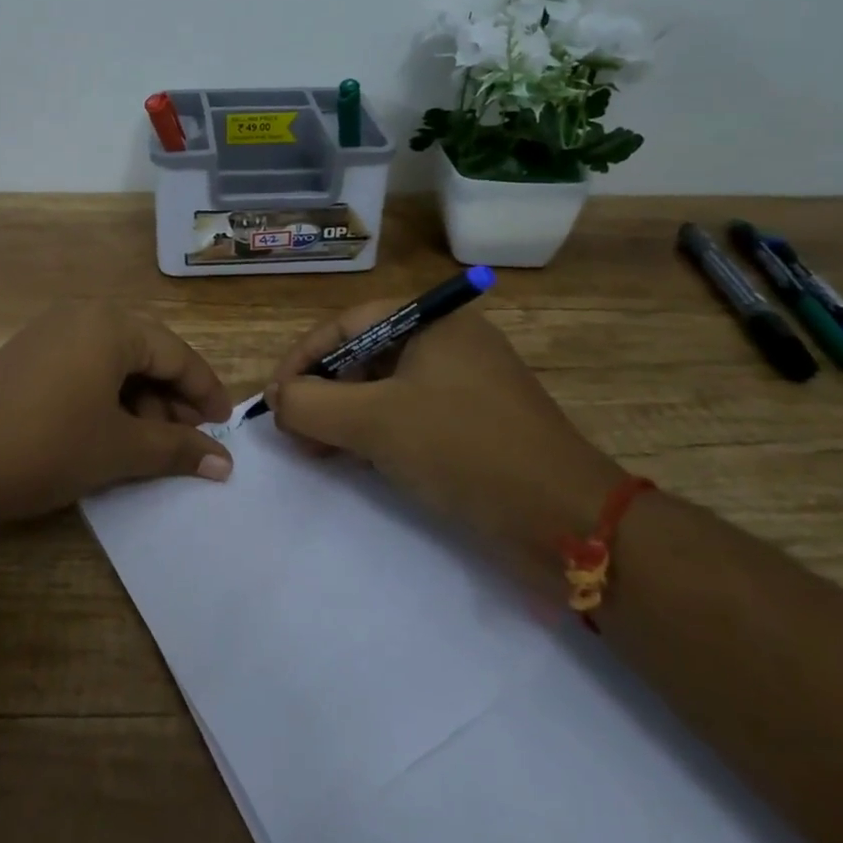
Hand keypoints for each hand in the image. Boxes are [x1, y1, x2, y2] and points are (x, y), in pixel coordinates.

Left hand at [0, 301, 234, 529]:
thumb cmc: (48, 445)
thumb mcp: (120, 449)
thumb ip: (177, 449)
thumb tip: (224, 462)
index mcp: (111, 324)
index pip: (176, 353)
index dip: (205, 391)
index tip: (226, 425)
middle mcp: (82, 315)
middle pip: (146, 353)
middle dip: (172, 398)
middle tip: (188, 441)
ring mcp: (49, 333)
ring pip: (114, 361)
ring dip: (139, 400)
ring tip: (148, 445)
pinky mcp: (27, 356)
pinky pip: (84, 367)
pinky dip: (107, 397)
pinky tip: (108, 432)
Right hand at [265, 300, 622, 581]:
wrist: (568, 520)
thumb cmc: (464, 449)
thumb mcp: (375, 422)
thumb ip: (312, 404)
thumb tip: (278, 399)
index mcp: (432, 321)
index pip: (346, 325)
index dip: (302, 359)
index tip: (274, 398)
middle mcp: (448, 342)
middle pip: (364, 354)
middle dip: (322, 391)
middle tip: (292, 429)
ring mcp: (464, 383)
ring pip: (384, 388)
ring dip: (344, 415)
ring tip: (315, 449)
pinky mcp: (474, 423)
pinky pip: (409, 414)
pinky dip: (376, 432)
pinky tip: (354, 459)